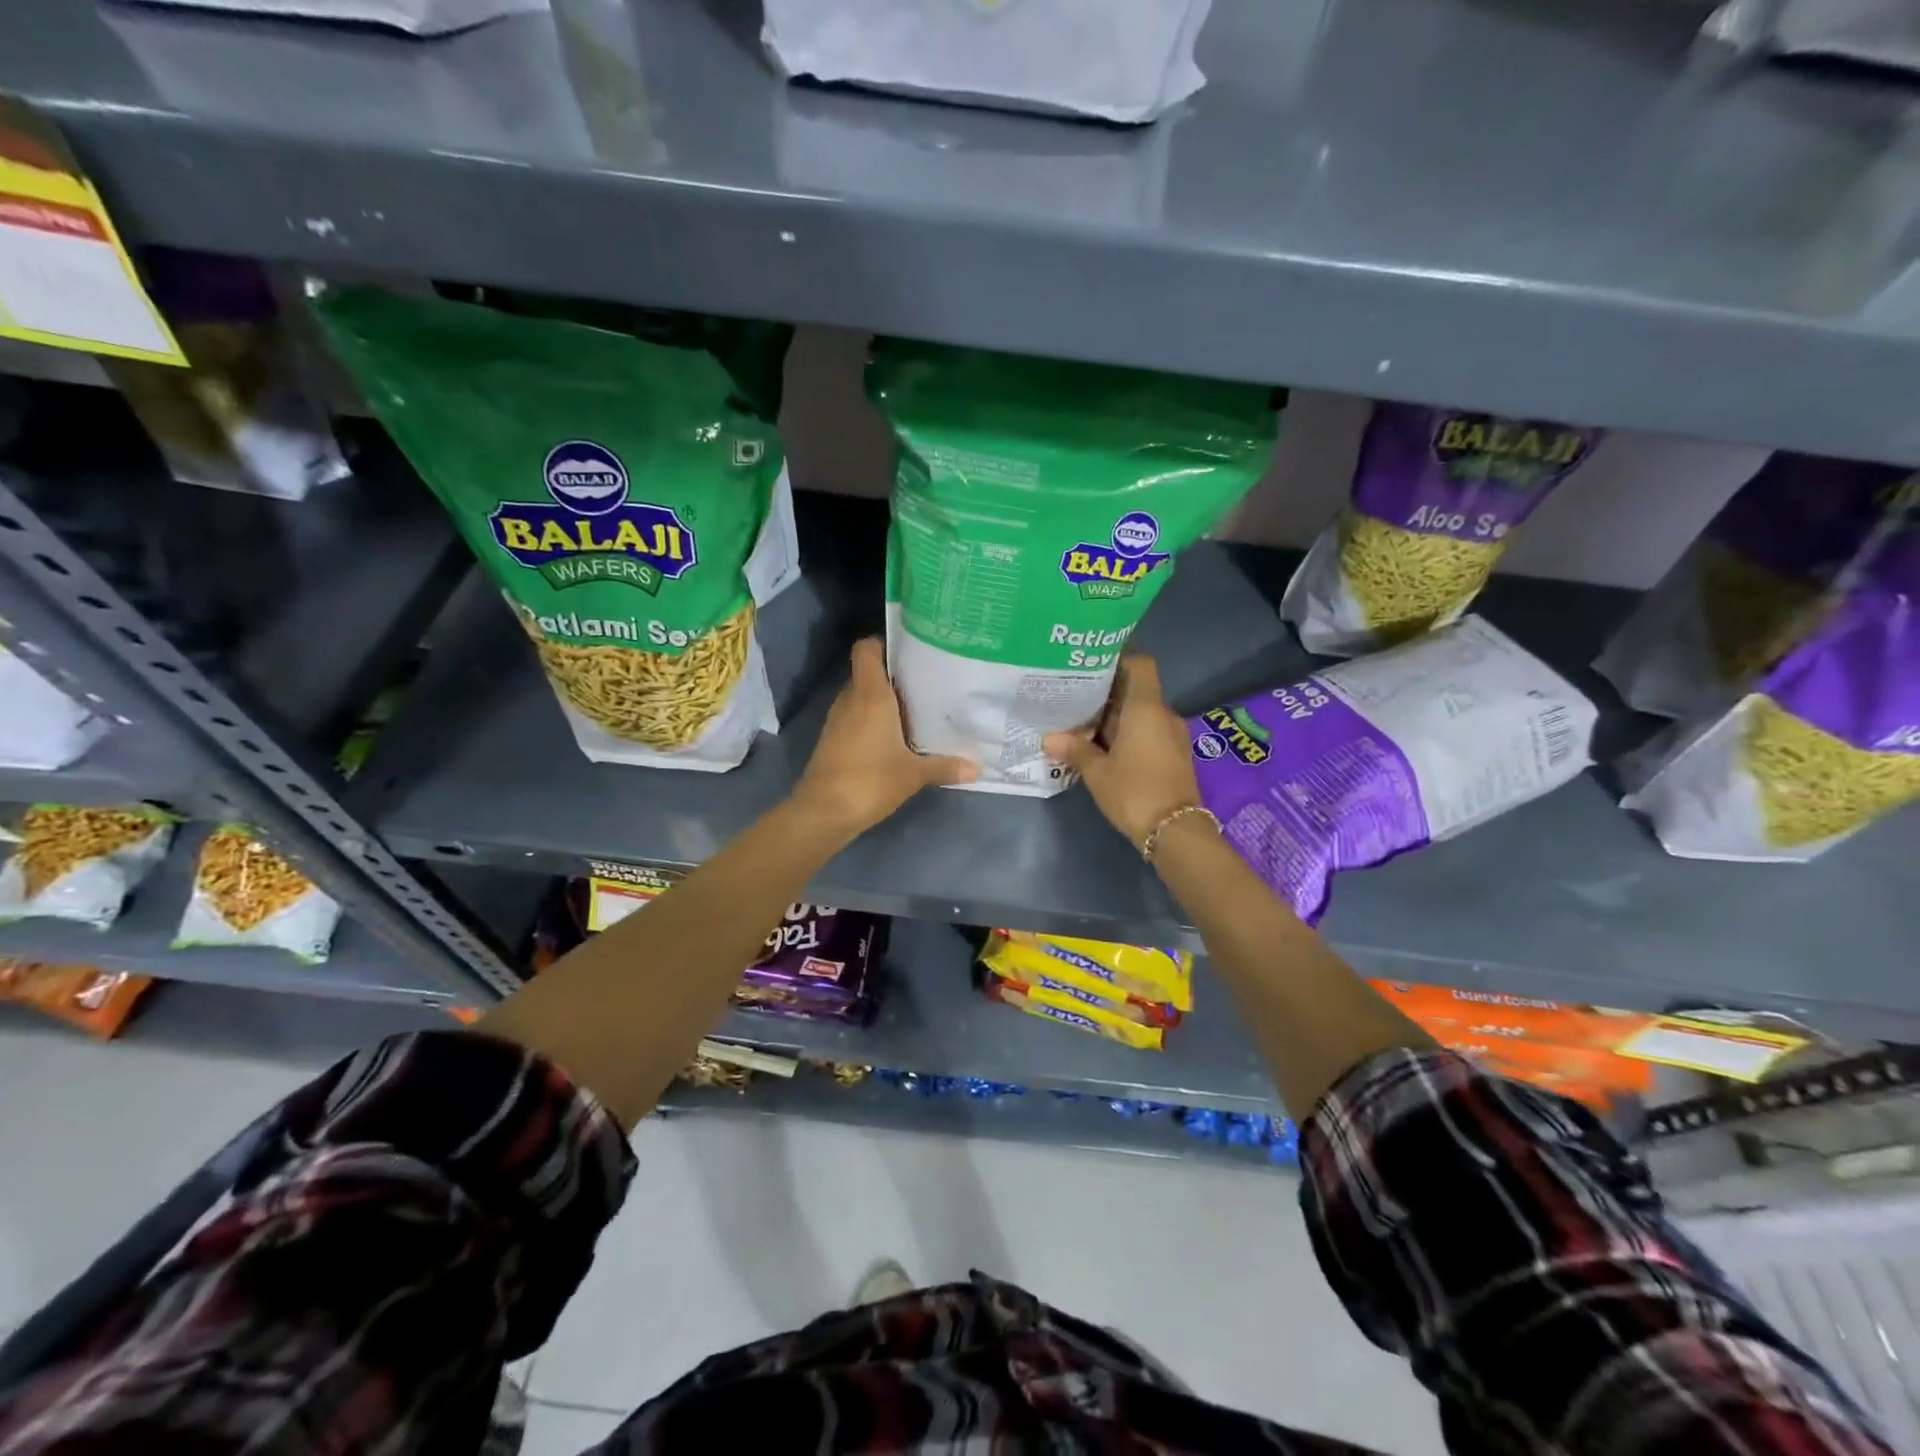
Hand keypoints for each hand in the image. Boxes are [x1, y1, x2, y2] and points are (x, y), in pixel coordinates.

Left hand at [791, 638, 977, 838]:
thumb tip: (976, 768)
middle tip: (925, 684)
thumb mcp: (914, 774)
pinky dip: (872, 721)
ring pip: (862, 697)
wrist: (823, 812)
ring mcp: (837, 720)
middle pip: (869, 673)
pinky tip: (895, 738)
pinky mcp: (832, 740)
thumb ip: (945, 766)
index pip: (866, 649)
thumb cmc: (870, 780)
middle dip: (893, 677)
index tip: (910, 652)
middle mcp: (850, 700)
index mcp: (870, 694)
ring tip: (915, 710)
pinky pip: (855, 718)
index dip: (884, 644)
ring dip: (883, 702)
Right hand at [1044, 655, 1202, 851]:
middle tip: (1074, 695)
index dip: (1118, 658)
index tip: (1091, 664)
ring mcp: (1171, 735)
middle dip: (1106, 692)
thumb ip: (1075, 750)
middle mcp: (1163, 714)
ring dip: (1115, 716)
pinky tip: (1101, 746)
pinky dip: (1126, 733)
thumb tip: (1049, 738)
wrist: (1175, 831)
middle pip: (1135, 690)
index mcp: (1146, 708)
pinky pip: (1147, 732)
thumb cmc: (1134, 791)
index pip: (1139, 664)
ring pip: (1140, 714)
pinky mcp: (1172, 755)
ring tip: (1082, 722)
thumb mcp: (1097, 772)